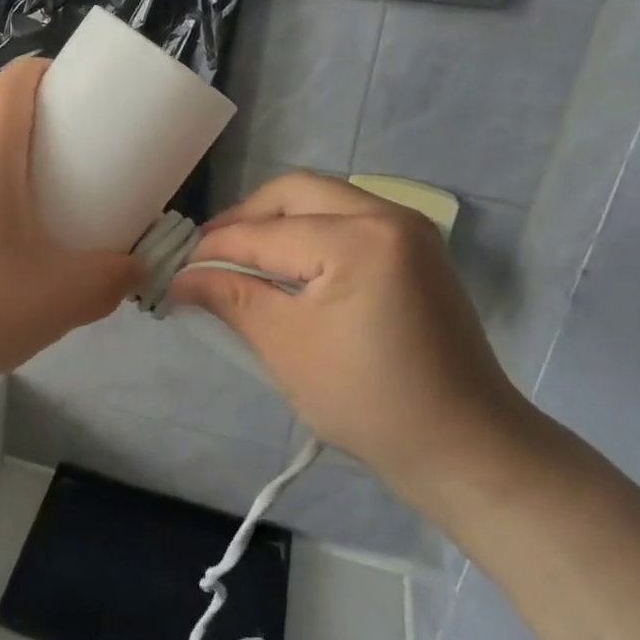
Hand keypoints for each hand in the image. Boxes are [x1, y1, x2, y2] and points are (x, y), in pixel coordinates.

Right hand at [168, 172, 528, 485]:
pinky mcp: (416, 249)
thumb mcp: (285, 347)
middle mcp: (387, 215)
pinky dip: (309, 232)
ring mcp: (408, 229)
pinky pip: (347, 218)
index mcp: (357, 239)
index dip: (212, 251)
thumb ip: (229, 297)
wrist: (465, 447)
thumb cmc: (368, 401)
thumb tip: (179, 278)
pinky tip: (286, 265)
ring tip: (242, 259)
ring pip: (322, 200)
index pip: (264, 234)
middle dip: (244, 219)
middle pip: (294, 192)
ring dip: (276, 222)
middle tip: (208, 254)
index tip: (174, 270)